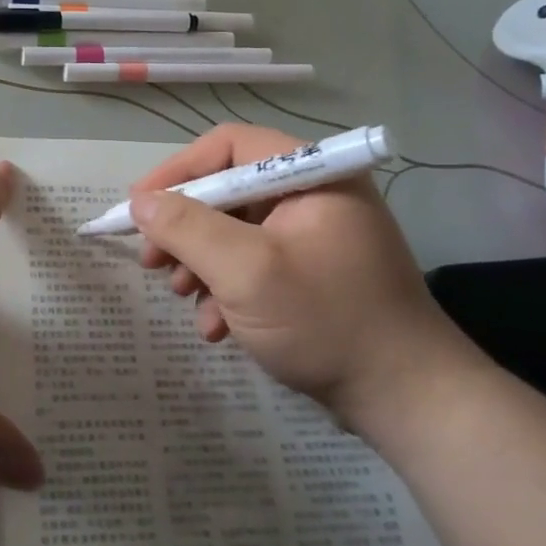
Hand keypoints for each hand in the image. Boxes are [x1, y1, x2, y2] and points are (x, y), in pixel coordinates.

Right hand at [130, 124, 483, 428]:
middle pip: (228, 192)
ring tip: (185, 299)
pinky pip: (255, 266)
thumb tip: (139, 202)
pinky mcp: (312, 275)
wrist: (406, 399)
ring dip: (202, 265)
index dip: (177, 172)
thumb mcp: (246, 271)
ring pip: (235, 233)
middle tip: (153, 264)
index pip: (229, 146)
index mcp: (311, 175)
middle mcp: (314, 195)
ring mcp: (315, 237)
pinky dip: (228, 291)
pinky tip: (218, 328)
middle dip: (185, 230)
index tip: (138, 208)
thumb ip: (186, 228)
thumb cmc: (325, 320)